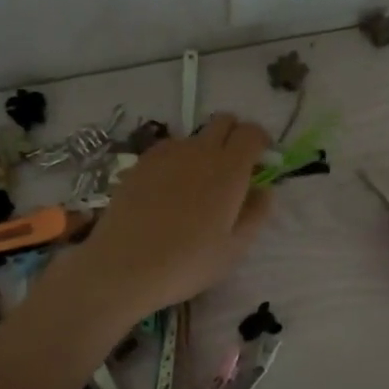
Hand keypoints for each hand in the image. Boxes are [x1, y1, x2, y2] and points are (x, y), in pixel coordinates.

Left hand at [68, 114, 272, 318]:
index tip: (261, 163)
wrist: (125, 267)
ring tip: (198, 184)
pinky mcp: (140, 163)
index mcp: (229, 169)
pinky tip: (170, 190)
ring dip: (205, 149)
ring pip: (194, 136)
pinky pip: (168, 149)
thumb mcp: (235, 248)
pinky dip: (178, 159)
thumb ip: (256, 213)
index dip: (261, 142)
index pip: (252, 133)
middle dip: (235, 136)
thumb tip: (263, 189)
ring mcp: (166, 154)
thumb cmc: (188, 263)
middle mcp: (199, 151)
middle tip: (235, 168)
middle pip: (223, 122)